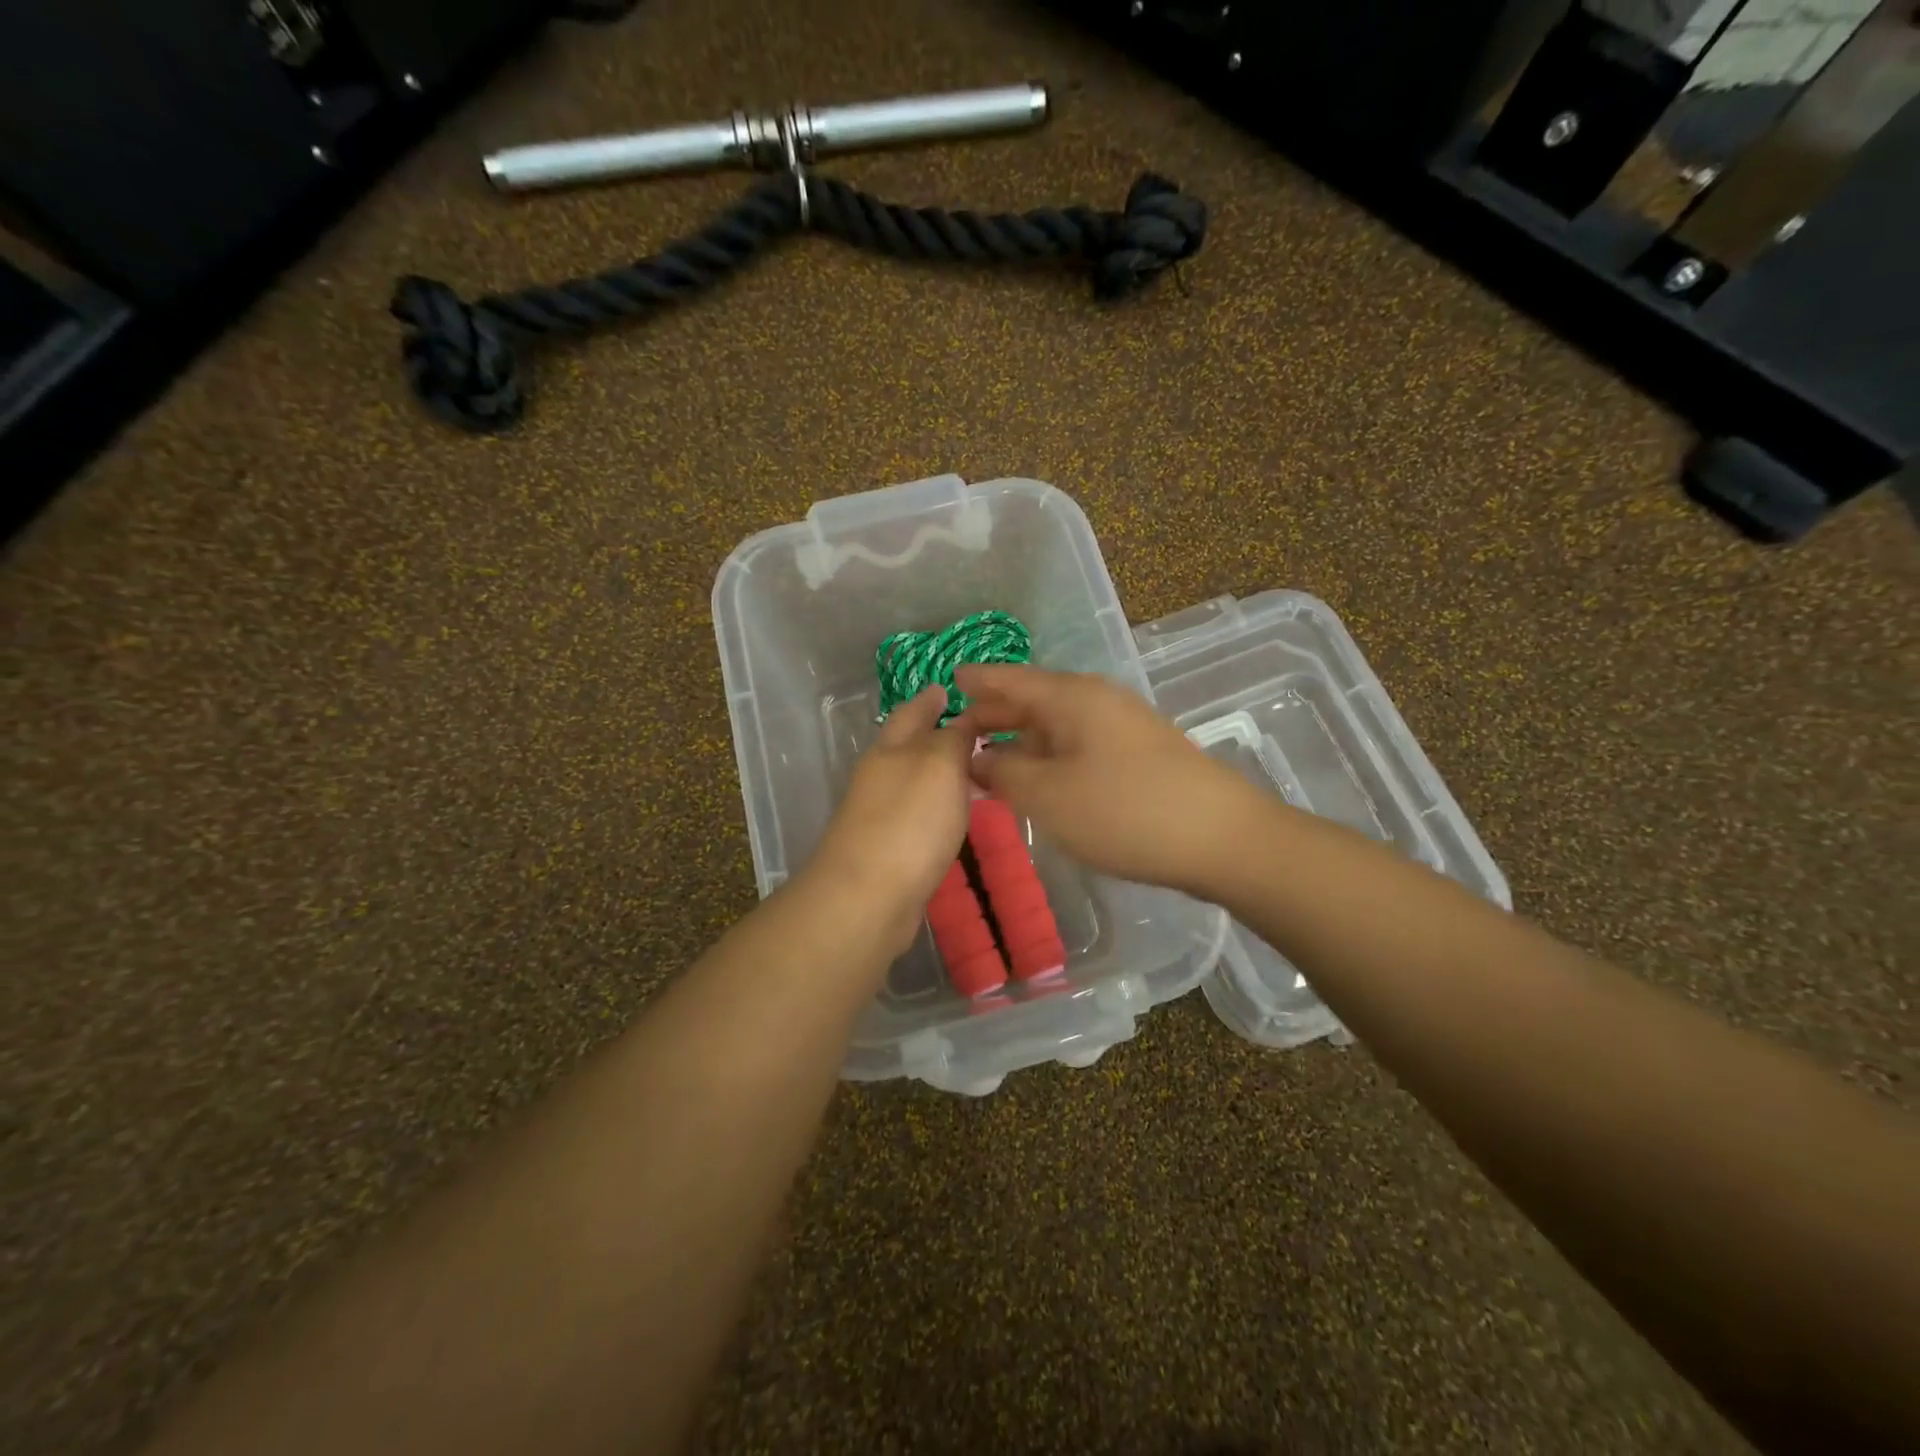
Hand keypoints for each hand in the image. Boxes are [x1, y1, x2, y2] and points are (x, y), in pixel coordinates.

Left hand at [806, 686, 974, 953]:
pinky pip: (918, 815)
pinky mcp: (888, 849)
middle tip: (973, 730)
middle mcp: (880, 776)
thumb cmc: (909, 821)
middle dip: (934, 734)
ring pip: (914, 782)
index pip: (912, 712)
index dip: (930, 699)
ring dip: (939, 773)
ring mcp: (880, 814)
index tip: (949, 689)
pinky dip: (937, 807)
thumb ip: (953, 738)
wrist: (868, 896)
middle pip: (908, 747)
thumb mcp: (939, 765)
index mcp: (890, 749)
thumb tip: (961, 721)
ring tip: (974, 770)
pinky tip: (956, 816)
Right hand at [956, 664, 1258, 896]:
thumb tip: (977, 756)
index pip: (1011, 679)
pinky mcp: (1139, 755)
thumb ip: (1002, 771)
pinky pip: (1079, 745)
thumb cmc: (1122, 810)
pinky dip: (1050, 757)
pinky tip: (1039, 780)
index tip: (949, 679)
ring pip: (1057, 726)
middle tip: (958, 731)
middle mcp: (1097, 701)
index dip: (978, 680)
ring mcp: (1122, 727)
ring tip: (989, 759)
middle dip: (995, 714)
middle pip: (1034, 700)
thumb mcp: (1046, 794)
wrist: (1220, 838)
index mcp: (1071, 697)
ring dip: (1022, 740)